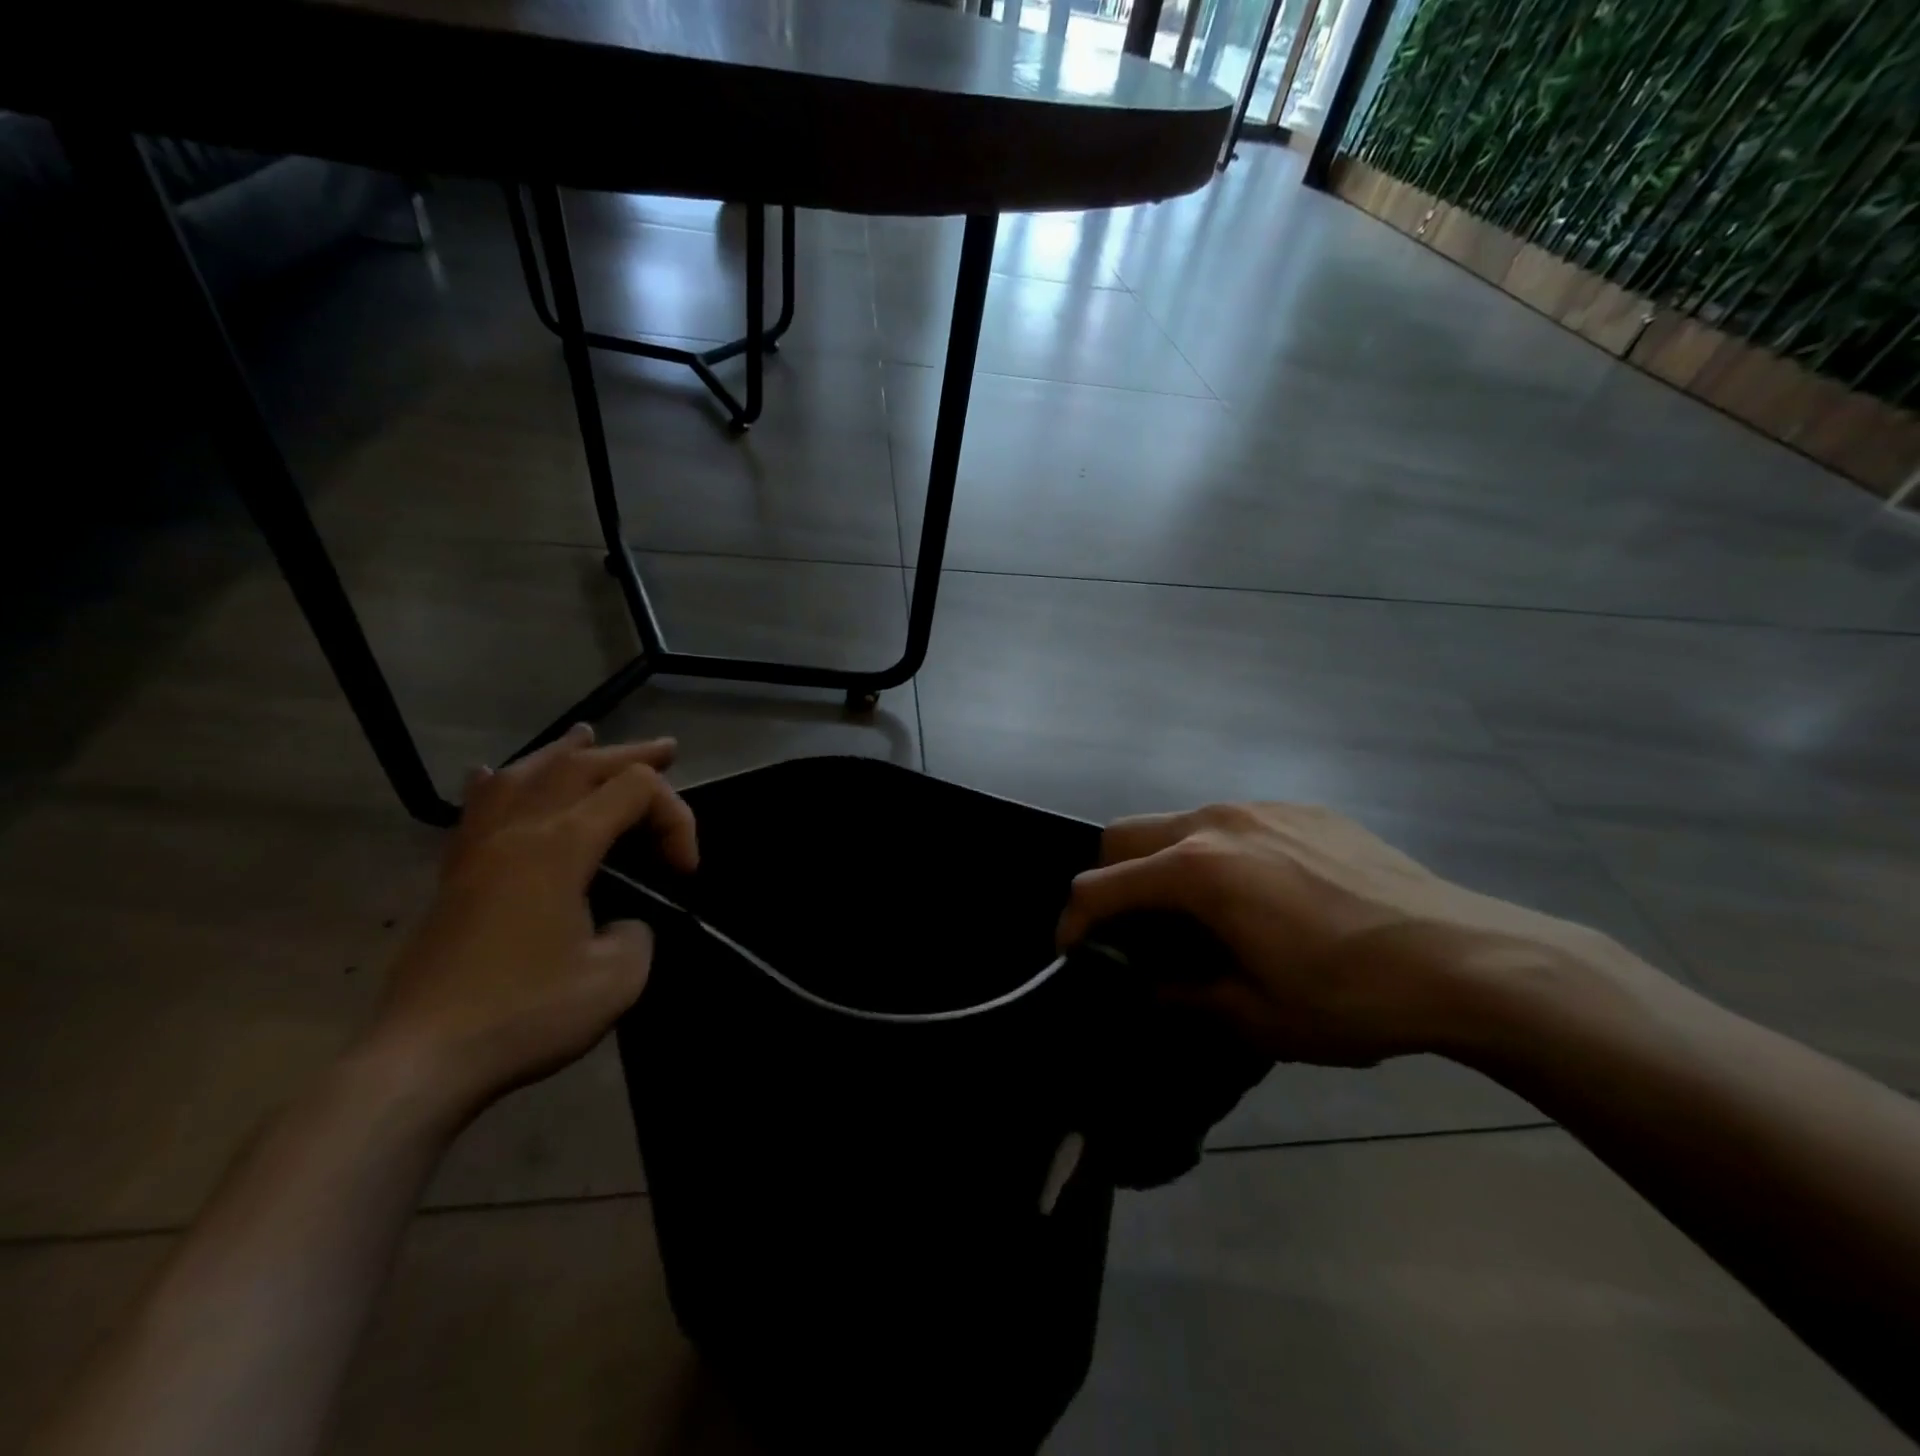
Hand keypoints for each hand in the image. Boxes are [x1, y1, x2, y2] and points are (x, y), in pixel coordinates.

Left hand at [358, 724, 698, 1121]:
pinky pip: (475, 809)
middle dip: (631, 756)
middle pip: (579, 766)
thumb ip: (637, 933)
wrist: (421, 1060)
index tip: (685, 874)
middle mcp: (518, 832)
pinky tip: (492, 775)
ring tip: (585, 735)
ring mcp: (478, 851)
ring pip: (522, 775)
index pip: (634, 792)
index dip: (676, 818)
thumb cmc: (525, 1014)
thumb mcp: (616, 979)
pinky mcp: (454, 877)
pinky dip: (496, 784)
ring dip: (563, 753)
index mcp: (561, 846)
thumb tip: (620, 923)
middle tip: (668, 749)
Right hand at [1056, 802, 1609, 1066]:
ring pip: (1179, 823)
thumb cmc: (1350, 995)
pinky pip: (1235, 823)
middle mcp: (1217, 823)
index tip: (1073, 951)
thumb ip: (1181, 995)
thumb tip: (1147, 984)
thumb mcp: (1255, 1017)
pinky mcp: (1303, 809)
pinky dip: (1220, 853)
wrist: (1468, 958)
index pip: (1102, 885)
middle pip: (1126, 834)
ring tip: (1203, 915)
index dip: (1074, 920)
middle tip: (1134, 930)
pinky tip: (1266, 895)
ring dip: (1166, 864)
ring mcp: (1262, 808)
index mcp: (1197, 871)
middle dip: (1111, 879)